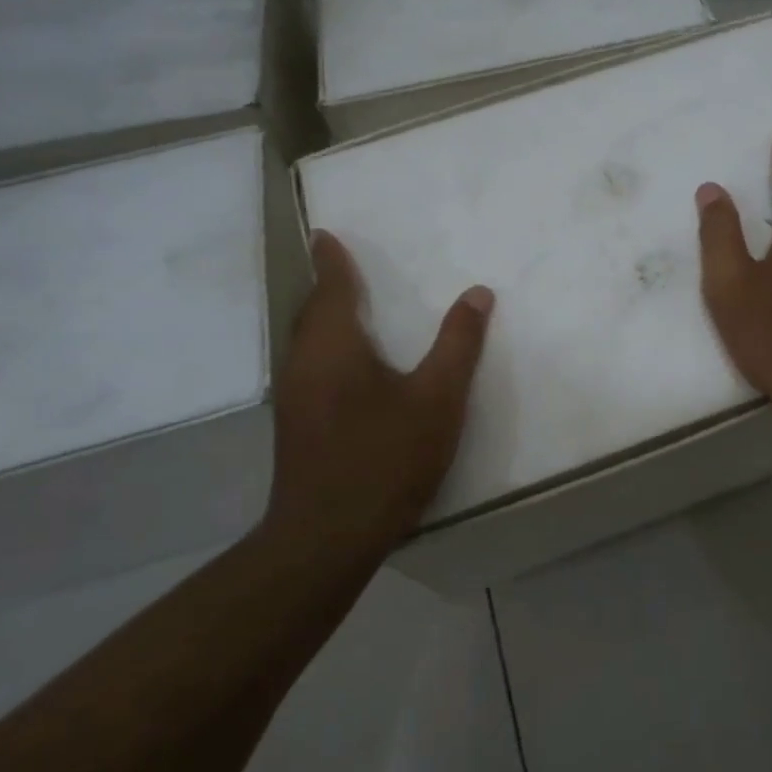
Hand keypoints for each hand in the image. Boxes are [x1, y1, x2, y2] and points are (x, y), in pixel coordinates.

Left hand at [264, 231, 493, 567]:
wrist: (327, 536)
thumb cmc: (385, 457)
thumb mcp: (438, 398)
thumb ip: (458, 343)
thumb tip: (477, 293)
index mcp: (334, 346)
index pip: (331, 289)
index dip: (332, 261)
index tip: (325, 235)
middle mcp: (304, 364)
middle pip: (311, 314)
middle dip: (326, 288)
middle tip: (341, 268)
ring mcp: (293, 399)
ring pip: (306, 344)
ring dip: (323, 321)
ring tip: (347, 311)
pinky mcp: (295, 427)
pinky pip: (307, 369)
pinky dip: (325, 351)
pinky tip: (346, 370)